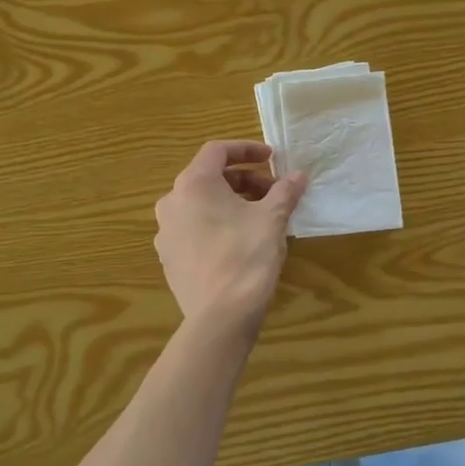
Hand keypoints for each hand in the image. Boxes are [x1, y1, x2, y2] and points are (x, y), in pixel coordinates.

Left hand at [154, 141, 306, 331]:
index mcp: (193, 185)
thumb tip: (298, 176)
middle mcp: (171, 203)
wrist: (220, 316)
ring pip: (201, 204)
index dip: (247, 149)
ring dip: (231, 202)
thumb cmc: (247, 257)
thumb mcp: (272, 219)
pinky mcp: (169, 257)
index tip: (272, 158)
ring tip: (260, 218)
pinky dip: (217, 224)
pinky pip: (194, 228)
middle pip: (209, 178)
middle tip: (273, 194)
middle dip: (244, 180)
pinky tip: (241, 241)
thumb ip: (284, 191)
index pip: (217, 151)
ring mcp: (166, 232)